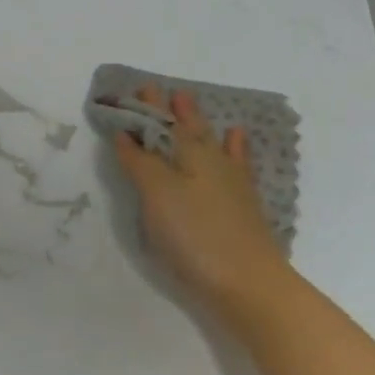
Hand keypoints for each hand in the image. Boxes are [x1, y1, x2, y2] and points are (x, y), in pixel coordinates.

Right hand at [111, 88, 292, 319]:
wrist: (249, 283)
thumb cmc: (195, 235)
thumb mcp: (156, 194)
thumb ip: (139, 161)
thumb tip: (125, 133)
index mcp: (187, 152)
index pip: (159, 122)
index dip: (144, 108)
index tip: (129, 91)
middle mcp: (210, 158)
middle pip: (184, 126)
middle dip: (166, 108)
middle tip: (153, 90)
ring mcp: (231, 180)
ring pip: (209, 138)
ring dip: (195, 119)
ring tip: (186, 100)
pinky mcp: (243, 203)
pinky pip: (237, 161)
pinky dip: (234, 145)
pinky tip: (235, 137)